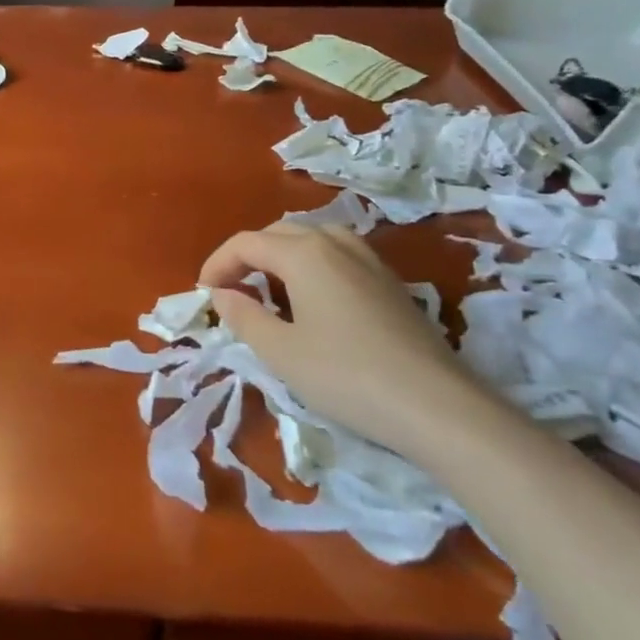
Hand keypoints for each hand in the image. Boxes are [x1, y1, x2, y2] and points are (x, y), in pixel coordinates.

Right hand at [200, 224, 507, 462]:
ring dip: (281, 257)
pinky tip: (313, 301)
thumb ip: (243, 316)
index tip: (203, 295)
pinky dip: (312, 266)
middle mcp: (336, 244)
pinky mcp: (391, 283)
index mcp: (304, 253)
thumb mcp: (280, 351)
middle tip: (231, 291)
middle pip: (278, 233)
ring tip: (269, 290)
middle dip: (246, 257)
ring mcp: (370, 260)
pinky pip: (338, 256)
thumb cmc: (346, 375)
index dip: (217, 264)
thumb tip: (222, 294)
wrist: (437, 406)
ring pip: (312, 240)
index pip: (246, 243)